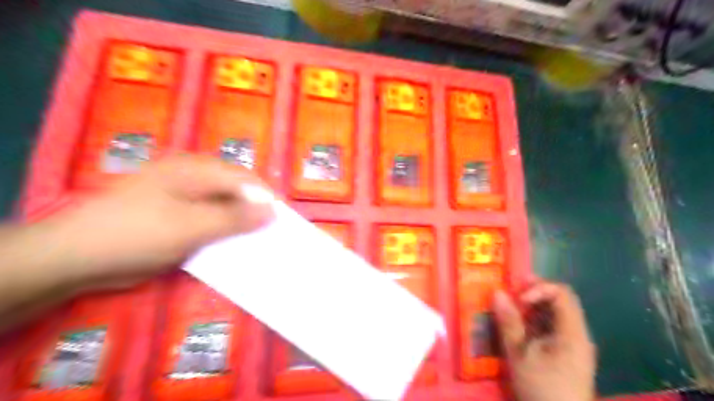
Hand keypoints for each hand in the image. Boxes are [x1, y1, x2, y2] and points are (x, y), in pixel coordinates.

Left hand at [42, 153, 274, 291]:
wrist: (76, 258)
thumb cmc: (136, 234)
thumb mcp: (191, 226)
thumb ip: (234, 218)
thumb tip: (273, 211)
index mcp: (194, 169)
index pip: (243, 178)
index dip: (266, 197)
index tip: (283, 220)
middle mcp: (192, 177)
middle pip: (236, 190)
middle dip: (256, 211)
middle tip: (271, 233)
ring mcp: (184, 197)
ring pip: (225, 206)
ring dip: (241, 224)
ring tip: (258, 241)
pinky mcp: (178, 215)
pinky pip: (211, 220)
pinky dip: (225, 232)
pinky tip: (233, 245)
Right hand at [491, 281, 597, 400]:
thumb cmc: (541, 390)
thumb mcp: (519, 355)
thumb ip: (509, 322)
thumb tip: (497, 293)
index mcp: (572, 333)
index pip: (562, 293)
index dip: (538, 288)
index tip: (518, 298)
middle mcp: (578, 334)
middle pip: (560, 301)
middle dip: (533, 294)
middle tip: (509, 295)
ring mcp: (574, 345)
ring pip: (555, 313)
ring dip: (532, 307)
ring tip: (510, 310)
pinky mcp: (567, 354)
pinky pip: (553, 327)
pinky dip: (535, 321)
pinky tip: (520, 327)